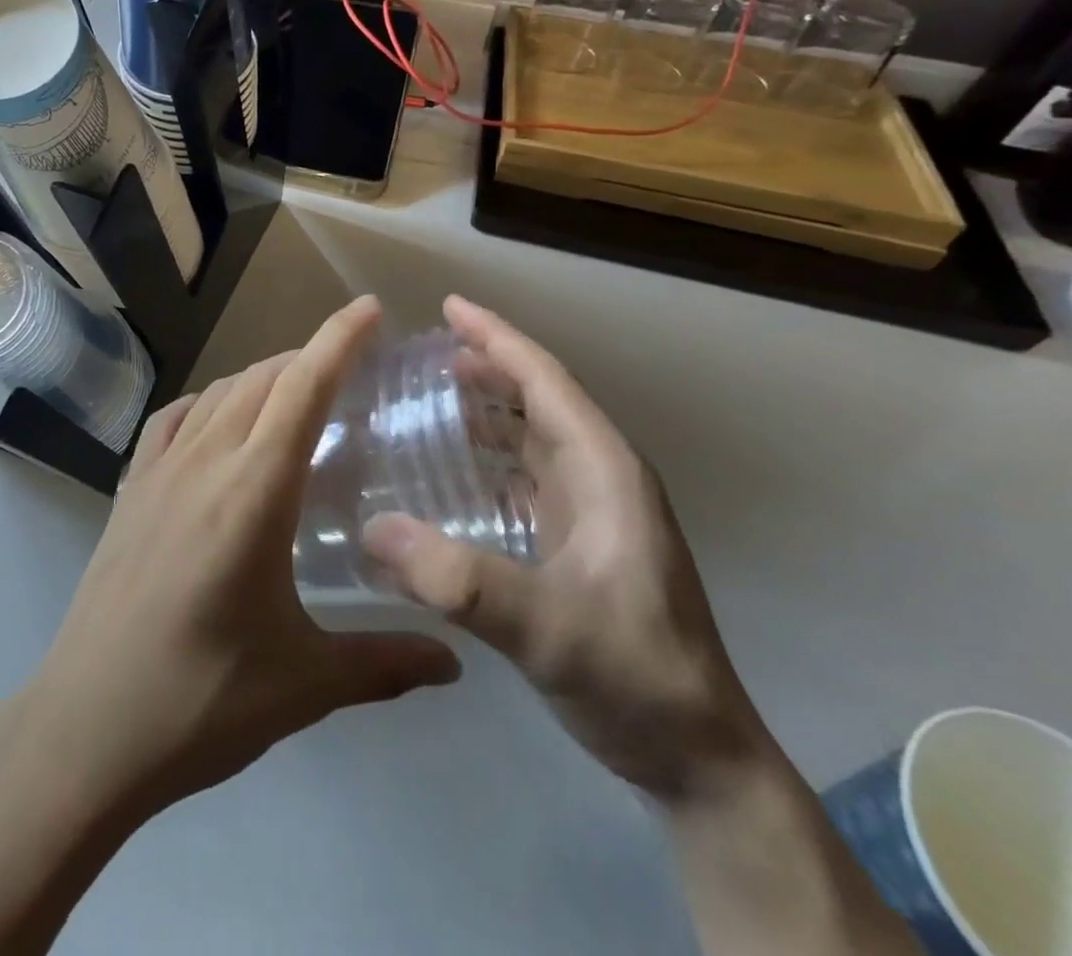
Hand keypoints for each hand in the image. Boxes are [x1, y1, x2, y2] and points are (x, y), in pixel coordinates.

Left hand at [16, 296, 459, 822]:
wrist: (87, 728)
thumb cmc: (202, 701)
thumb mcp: (304, 683)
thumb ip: (385, 662)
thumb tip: (456, 662)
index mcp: (252, 492)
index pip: (303, 390)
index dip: (339, 340)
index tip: (371, 309)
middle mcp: (204, 463)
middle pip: (262, 381)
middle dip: (310, 357)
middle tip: (352, 364)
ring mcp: (158, 472)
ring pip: (218, 394)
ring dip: (261, 377)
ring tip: (296, 390)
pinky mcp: (130, 491)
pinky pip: (173, 421)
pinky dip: (207, 403)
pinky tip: (218, 420)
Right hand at [363, 296, 767, 803]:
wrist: (699, 763)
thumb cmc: (636, 679)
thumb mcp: (547, 629)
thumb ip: (461, 580)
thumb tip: (373, 527)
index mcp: (605, 472)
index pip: (545, 381)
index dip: (497, 338)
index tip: (448, 307)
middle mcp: (600, 479)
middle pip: (535, 400)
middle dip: (483, 367)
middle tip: (417, 356)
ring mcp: (592, 513)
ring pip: (529, 437)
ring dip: (483, 410)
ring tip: (424, 398)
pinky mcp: (578, 543)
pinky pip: (522, 477)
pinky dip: (485, 458)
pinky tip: (448, 472)